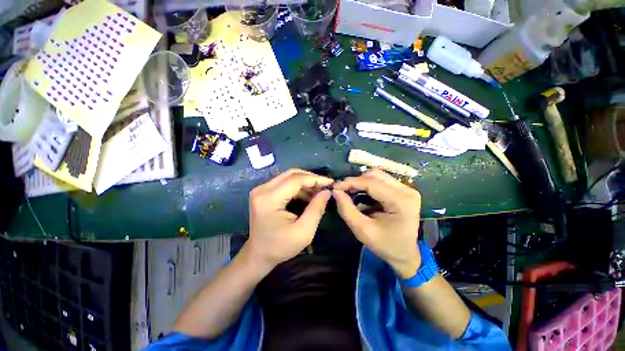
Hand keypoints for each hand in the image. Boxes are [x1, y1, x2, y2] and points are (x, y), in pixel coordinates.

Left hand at [246, 169, 332, 267]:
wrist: (259, 254)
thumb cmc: (280, 246)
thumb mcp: (304, 232)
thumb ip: (316, 209)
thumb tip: (327, 191)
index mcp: (269, 199)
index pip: (295, 180)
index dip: (315, 179)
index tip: (331, 183)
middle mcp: (262, 189)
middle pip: (291, 174)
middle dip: (311, 178)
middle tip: (325, 186)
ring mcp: (261, 189)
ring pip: (288, 176)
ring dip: (305, 182)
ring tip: (319, 191)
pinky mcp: (264, 192)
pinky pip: (284, 182)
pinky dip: (298, 186)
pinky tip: (308, 194)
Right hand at [333, 169, 421, 277]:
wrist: (406, 255)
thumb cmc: (385, 245)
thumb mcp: (362, 230)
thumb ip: (347, 210)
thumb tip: (336, 191)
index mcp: (401, 201)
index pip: (371, 183)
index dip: (351, 182)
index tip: (335, 187)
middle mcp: (407, 190)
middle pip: (375, 175)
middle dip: (356, 181)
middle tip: (343, 191)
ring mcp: (407, 189)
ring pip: (378, 175)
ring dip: (362, 182)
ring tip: (351, 193)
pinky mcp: (404, 190)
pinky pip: (381, 180)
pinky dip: (368, 185)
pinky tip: (362, 195)